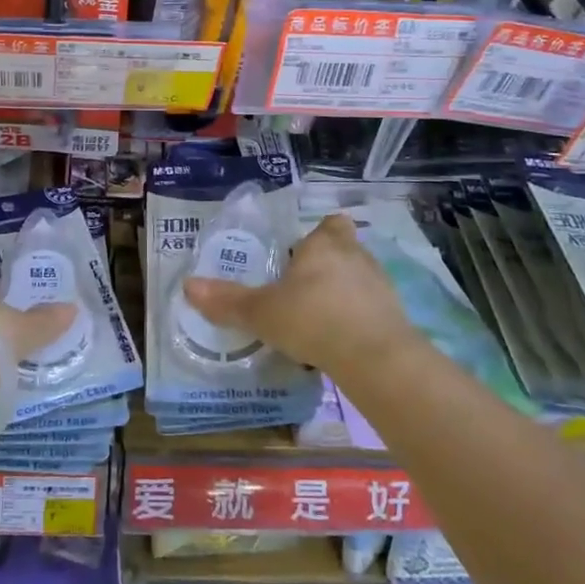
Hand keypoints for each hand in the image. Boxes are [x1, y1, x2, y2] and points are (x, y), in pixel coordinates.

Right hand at [183, 213, 416, 380]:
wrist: (376, 359)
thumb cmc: (313, 319)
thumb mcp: (262, 312)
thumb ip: (228, 301)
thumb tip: (188, 286)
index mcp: (325, 245)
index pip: (330, 224)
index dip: (319, 235)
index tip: (303, 252)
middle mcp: (356, 257)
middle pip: (345, 250)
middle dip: (327, 265)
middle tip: (301, 288)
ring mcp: (381, 287)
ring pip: (360, 280)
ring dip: (343, 294)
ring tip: (318, 318)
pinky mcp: (396, 317)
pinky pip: (372, 311)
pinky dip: (357, 321)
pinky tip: (339, 343)